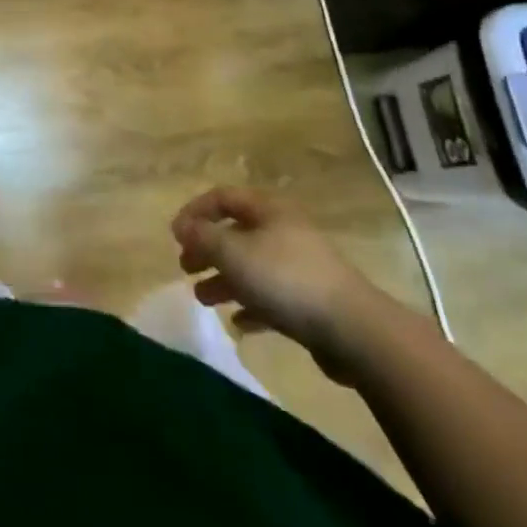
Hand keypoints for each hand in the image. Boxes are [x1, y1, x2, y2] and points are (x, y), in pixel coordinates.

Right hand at [172, 186, 385, 380]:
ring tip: (201, 297)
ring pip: (251, 266)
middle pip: (236, 232)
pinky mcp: (310, 300)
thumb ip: (204, 238)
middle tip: (184, 266)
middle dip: (207, 248)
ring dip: (224, 279)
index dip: (195, 211)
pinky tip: (237, 322)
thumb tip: (182, 226)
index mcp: (268, 209)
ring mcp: (299, 266)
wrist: (352, 328)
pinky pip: (271, 297)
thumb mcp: (235, 253)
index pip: (223, 197)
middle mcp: (283, 230)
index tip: (174, 234)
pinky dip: (250, 305)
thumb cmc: (285, 279)